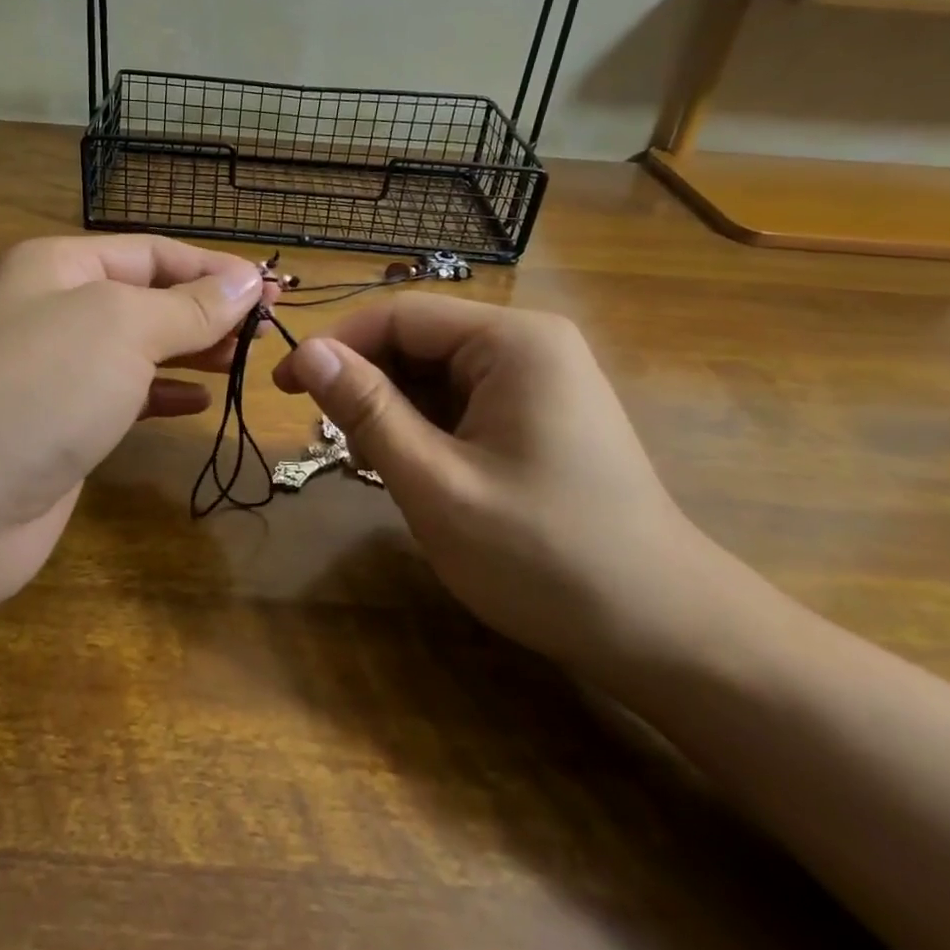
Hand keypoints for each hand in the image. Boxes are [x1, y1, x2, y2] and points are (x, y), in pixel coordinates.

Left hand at [0, 235, 271, 607]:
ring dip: (192, 349)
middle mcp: (54, 309)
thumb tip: (247, 281)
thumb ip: (189, 306)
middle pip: (147, 297)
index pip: (152, 252)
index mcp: (59, 266)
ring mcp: (56, 371)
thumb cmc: (42, 388)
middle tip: (267, 329)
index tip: (271, 291)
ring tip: (244, 358)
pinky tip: (199, 399)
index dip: (213, 268)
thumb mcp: (124, 328)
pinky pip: (125, 395)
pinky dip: (163, 393)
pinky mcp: (62, 425)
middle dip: (207, 309)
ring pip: (139, 347)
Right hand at [273, 294, 732, 677]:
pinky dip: (426, 430)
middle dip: (367, 386)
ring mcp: (539, 378)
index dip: (335, 345)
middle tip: (333, 444)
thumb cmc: (545, 557)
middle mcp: (529, 344)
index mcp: (512, 341)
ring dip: (394, 413)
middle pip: (417, 342)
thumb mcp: (437, 483)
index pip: (400, 315)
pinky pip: (461, 401)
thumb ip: (367, 411)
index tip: (285, 388)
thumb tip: (307, 352)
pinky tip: (417, 473)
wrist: (665, 634)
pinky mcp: (539, 412)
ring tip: (376, 469)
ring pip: (434, 375)